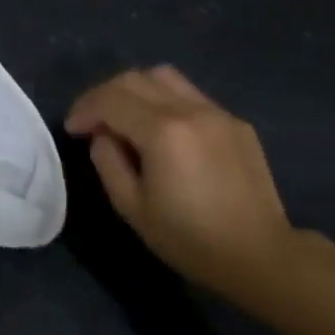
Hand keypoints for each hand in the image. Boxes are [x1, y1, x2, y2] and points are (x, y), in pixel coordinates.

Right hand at [65, 66, 294, 295]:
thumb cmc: (190, 238)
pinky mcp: (236, 122)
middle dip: (104, 94)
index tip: (73, 129)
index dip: (84, 109)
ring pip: (164, 77)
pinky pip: (190, 95)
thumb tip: (103, 136)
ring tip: (126, 118)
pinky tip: (163, 132)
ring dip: (135, 90)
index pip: (110, 99)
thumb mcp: (132, 207)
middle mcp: (190, 110)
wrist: (261, 257)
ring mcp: (217, 112)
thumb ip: (108, 161)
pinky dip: (164, 101)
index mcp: (163, 131)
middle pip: (134, 78)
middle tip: (93, 121)